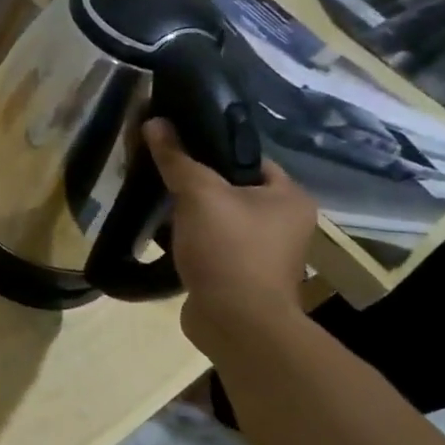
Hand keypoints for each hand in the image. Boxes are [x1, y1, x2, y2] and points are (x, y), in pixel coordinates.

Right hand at [145, 119, 315, 342]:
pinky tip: (163, 233)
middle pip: (231, 187)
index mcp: (289, 197)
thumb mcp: (199, 195)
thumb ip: (177, 158)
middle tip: (161, 172)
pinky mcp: (239, 274)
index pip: (248, 158)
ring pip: (219, 217)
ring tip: (157, 199)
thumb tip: (155, 122)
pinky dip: (190, 237)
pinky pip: (211, 243)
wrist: (236, 322)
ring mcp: (263, 252)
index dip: (212, 148)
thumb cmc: (229, 250)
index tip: (176, 146)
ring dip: (190, 212)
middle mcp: (284, 222)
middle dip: (195, 181)